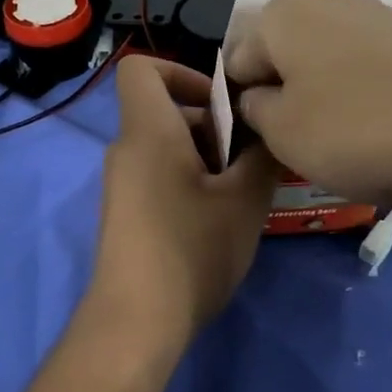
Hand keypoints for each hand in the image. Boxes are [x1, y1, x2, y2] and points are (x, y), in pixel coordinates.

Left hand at [89, 56, 280, 345]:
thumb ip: (262, 156)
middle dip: (212, 124)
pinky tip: (222, 220)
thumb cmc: (192, 249)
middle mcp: (127, 151)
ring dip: (208, 158)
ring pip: (167, 148)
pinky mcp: (127, 215)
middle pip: (165, 111)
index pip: (141, 68)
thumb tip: (268, 133)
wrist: (136, 322)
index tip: (223, 103)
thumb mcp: (244, 201)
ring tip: (245, 193)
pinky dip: (191, 183)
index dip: (181, 71)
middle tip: (251, 158)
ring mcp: (124, 185)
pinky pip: (160, 177)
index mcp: (148, 132)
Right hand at [223, 0, 391, 246]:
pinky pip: (365, 71)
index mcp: (281, 13)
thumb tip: (257, 96)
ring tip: (342, 142)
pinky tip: (379, 130)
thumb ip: (252, 109)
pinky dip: (362, 97)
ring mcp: (376, 17)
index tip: (263, 139)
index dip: (242, 103)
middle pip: (282, 56)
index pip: (235, 62)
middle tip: (299, 142)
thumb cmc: (355, 129)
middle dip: (283, 96)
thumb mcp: (280, 132)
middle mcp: (325, 0)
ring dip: (322, 99)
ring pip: (324, 64)